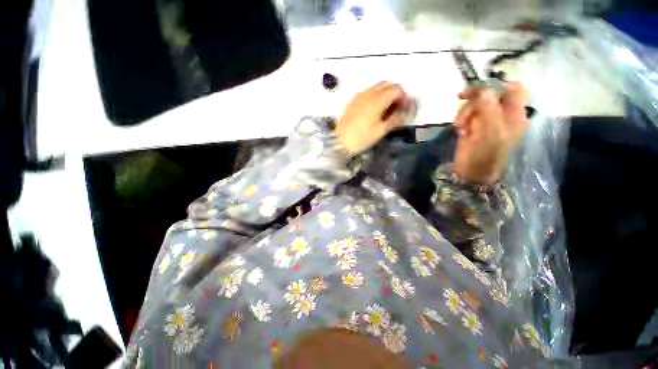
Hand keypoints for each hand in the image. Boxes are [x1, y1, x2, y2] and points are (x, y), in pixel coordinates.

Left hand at [335, 82, 412, 155]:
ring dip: (385, 93)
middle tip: (397, 107)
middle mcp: (368, 93)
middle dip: (395, 92)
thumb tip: (405, 110)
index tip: (405, 107)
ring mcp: (359, 96)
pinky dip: (375, 95)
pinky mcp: (353, 100)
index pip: (396, 89)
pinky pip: (367, 92)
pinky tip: (374, 109)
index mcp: (377, 100)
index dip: (403, 97)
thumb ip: (395, 118)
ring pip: (377, 87)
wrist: (340, 142)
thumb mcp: (380, 131)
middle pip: (387, 84)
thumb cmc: (361, 138)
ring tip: (386, 109)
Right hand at [452, 82, 529, 183]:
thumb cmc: (485, 156)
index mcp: (515, 114)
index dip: (497, 85)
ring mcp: (487, 121)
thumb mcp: (491, 133)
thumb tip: (484, 89)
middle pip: (489, 95)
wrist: (470, 173)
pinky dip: (461, 121)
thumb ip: (490, 109)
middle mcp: (502, 115)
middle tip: (462, 108)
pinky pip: (466, 115)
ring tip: (461, 128)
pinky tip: (461, 132)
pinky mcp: (474, 127)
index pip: (513, 89)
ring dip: (464, 113)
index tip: (479, 90)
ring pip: (475, 104)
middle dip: (473, 102)